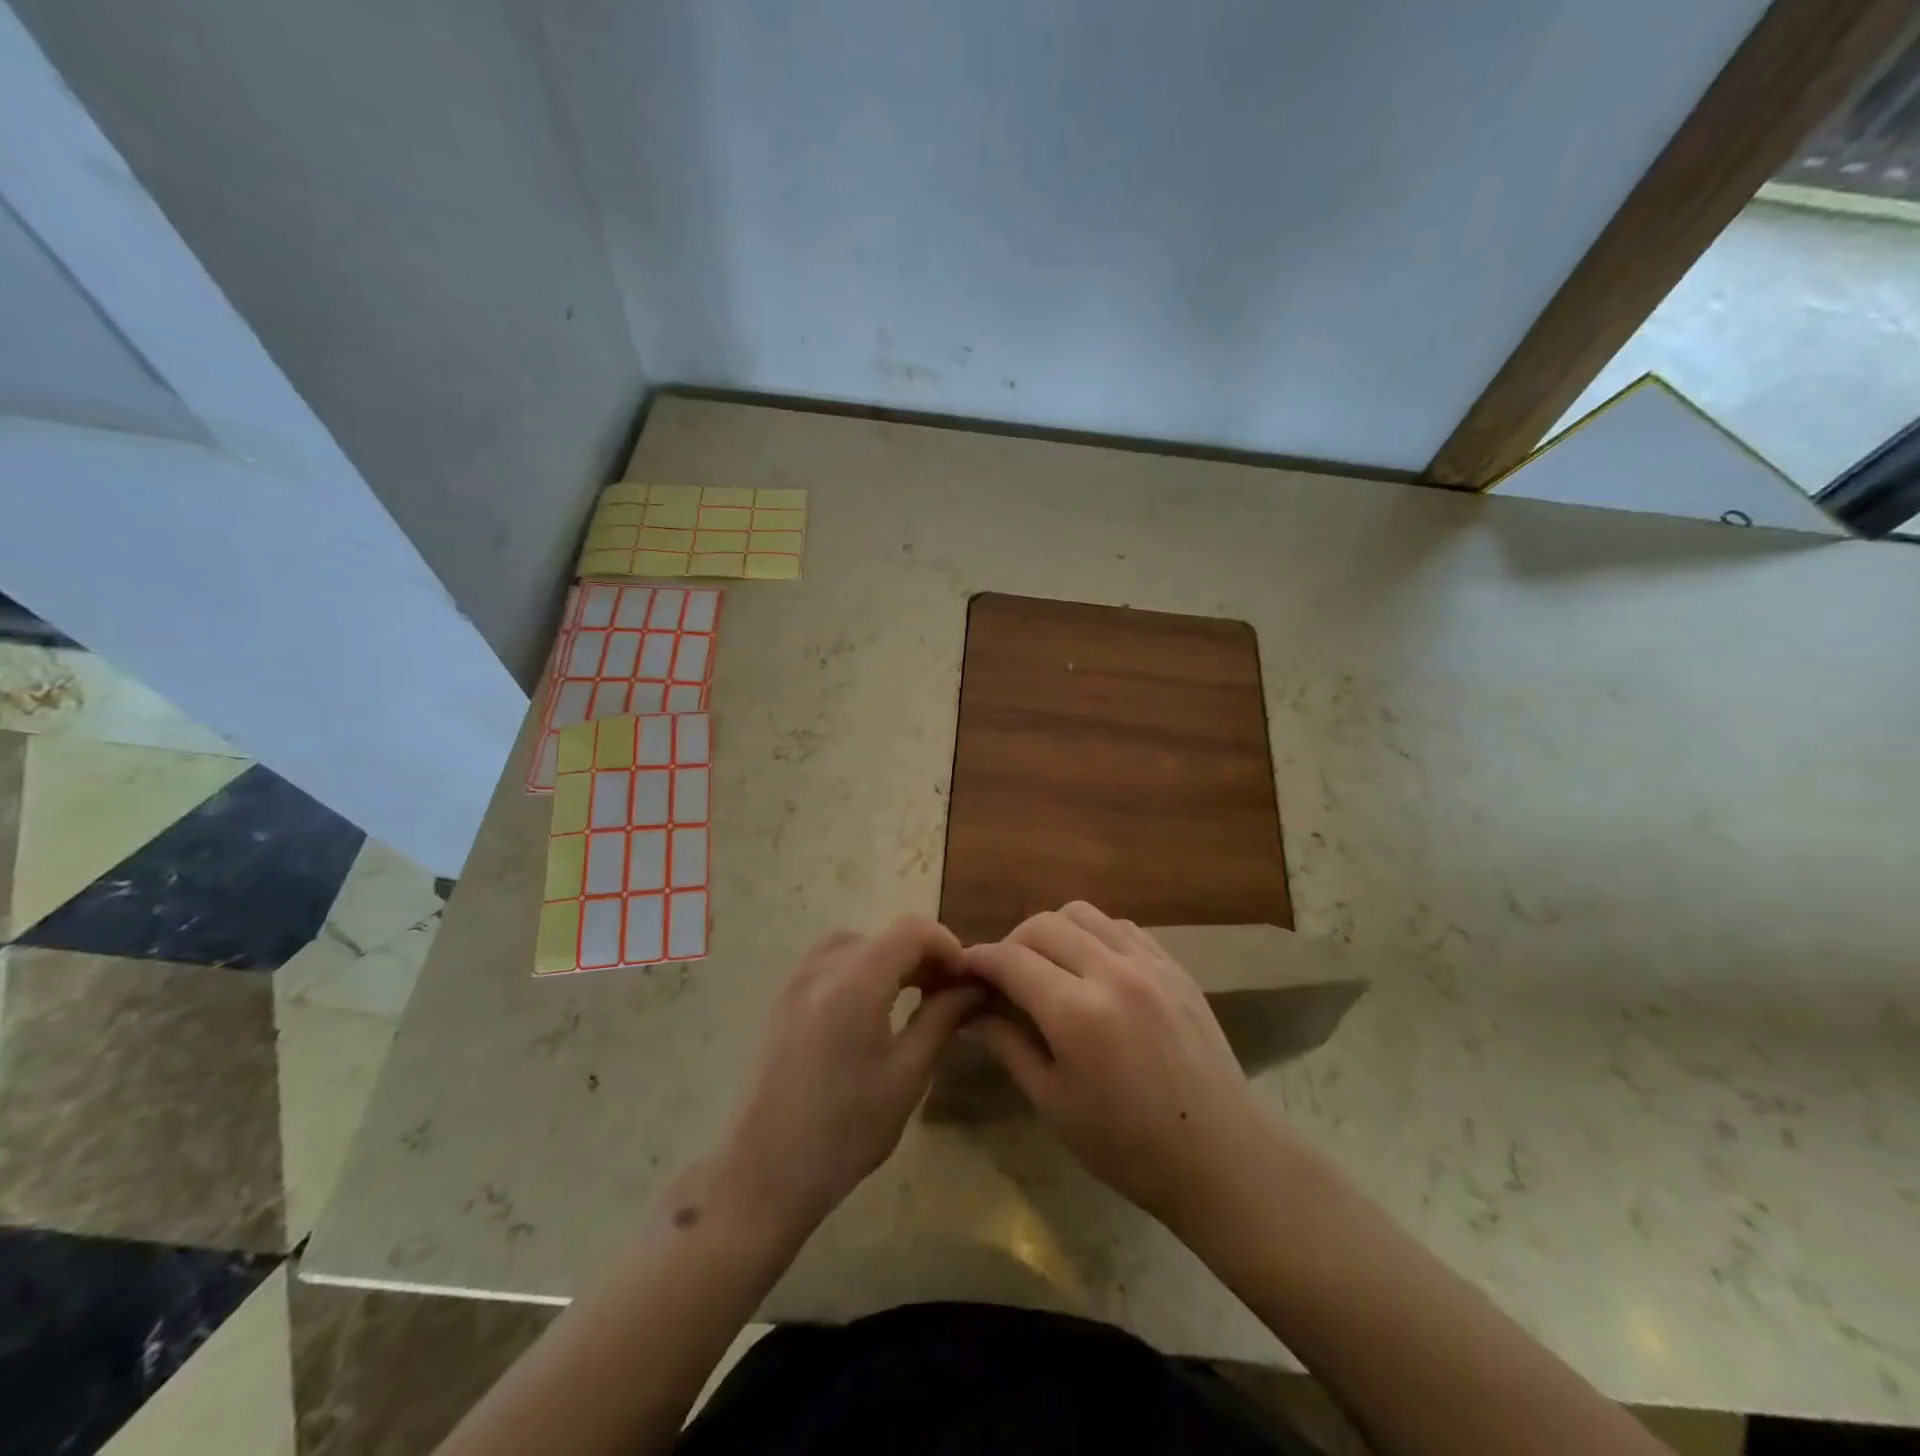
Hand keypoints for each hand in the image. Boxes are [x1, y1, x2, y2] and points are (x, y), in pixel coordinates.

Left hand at [713, 916, 978, 1234]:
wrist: (761, 1176)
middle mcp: (821, 969)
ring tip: (911, 996)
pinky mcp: (780, 1001)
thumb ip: (941, 1018)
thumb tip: (971, 986)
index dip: (947, 945)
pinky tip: (870, 1010)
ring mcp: (794, 982)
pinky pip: (828, 963)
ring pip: (855, 944)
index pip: (911, 930)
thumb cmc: (844, 1132)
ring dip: (889, 958)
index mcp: (854, 982)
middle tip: (946, 992)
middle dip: (921, 954)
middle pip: (883, 934)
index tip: (965, 979)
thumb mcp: (907, 1076)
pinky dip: (859, 969)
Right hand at [962, 902, 1278, 1236]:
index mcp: (1076, 1012)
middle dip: (1011, 943)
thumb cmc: (1127, 1146)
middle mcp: (1111, 972)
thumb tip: (972, 1011)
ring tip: (1048, 966)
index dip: (980, 959)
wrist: (1220, 1156)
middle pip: (1043, 925)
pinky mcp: (1174, 966)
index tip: (963, 969)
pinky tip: (1093, 969)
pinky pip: (1121, 928)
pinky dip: (1094, 936)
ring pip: (1083, 914)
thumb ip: (1008, 1045)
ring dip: (1053, 931)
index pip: (1011, 959)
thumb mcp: (1053, 1102)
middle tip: (1004, 976)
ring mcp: (1149, 963)